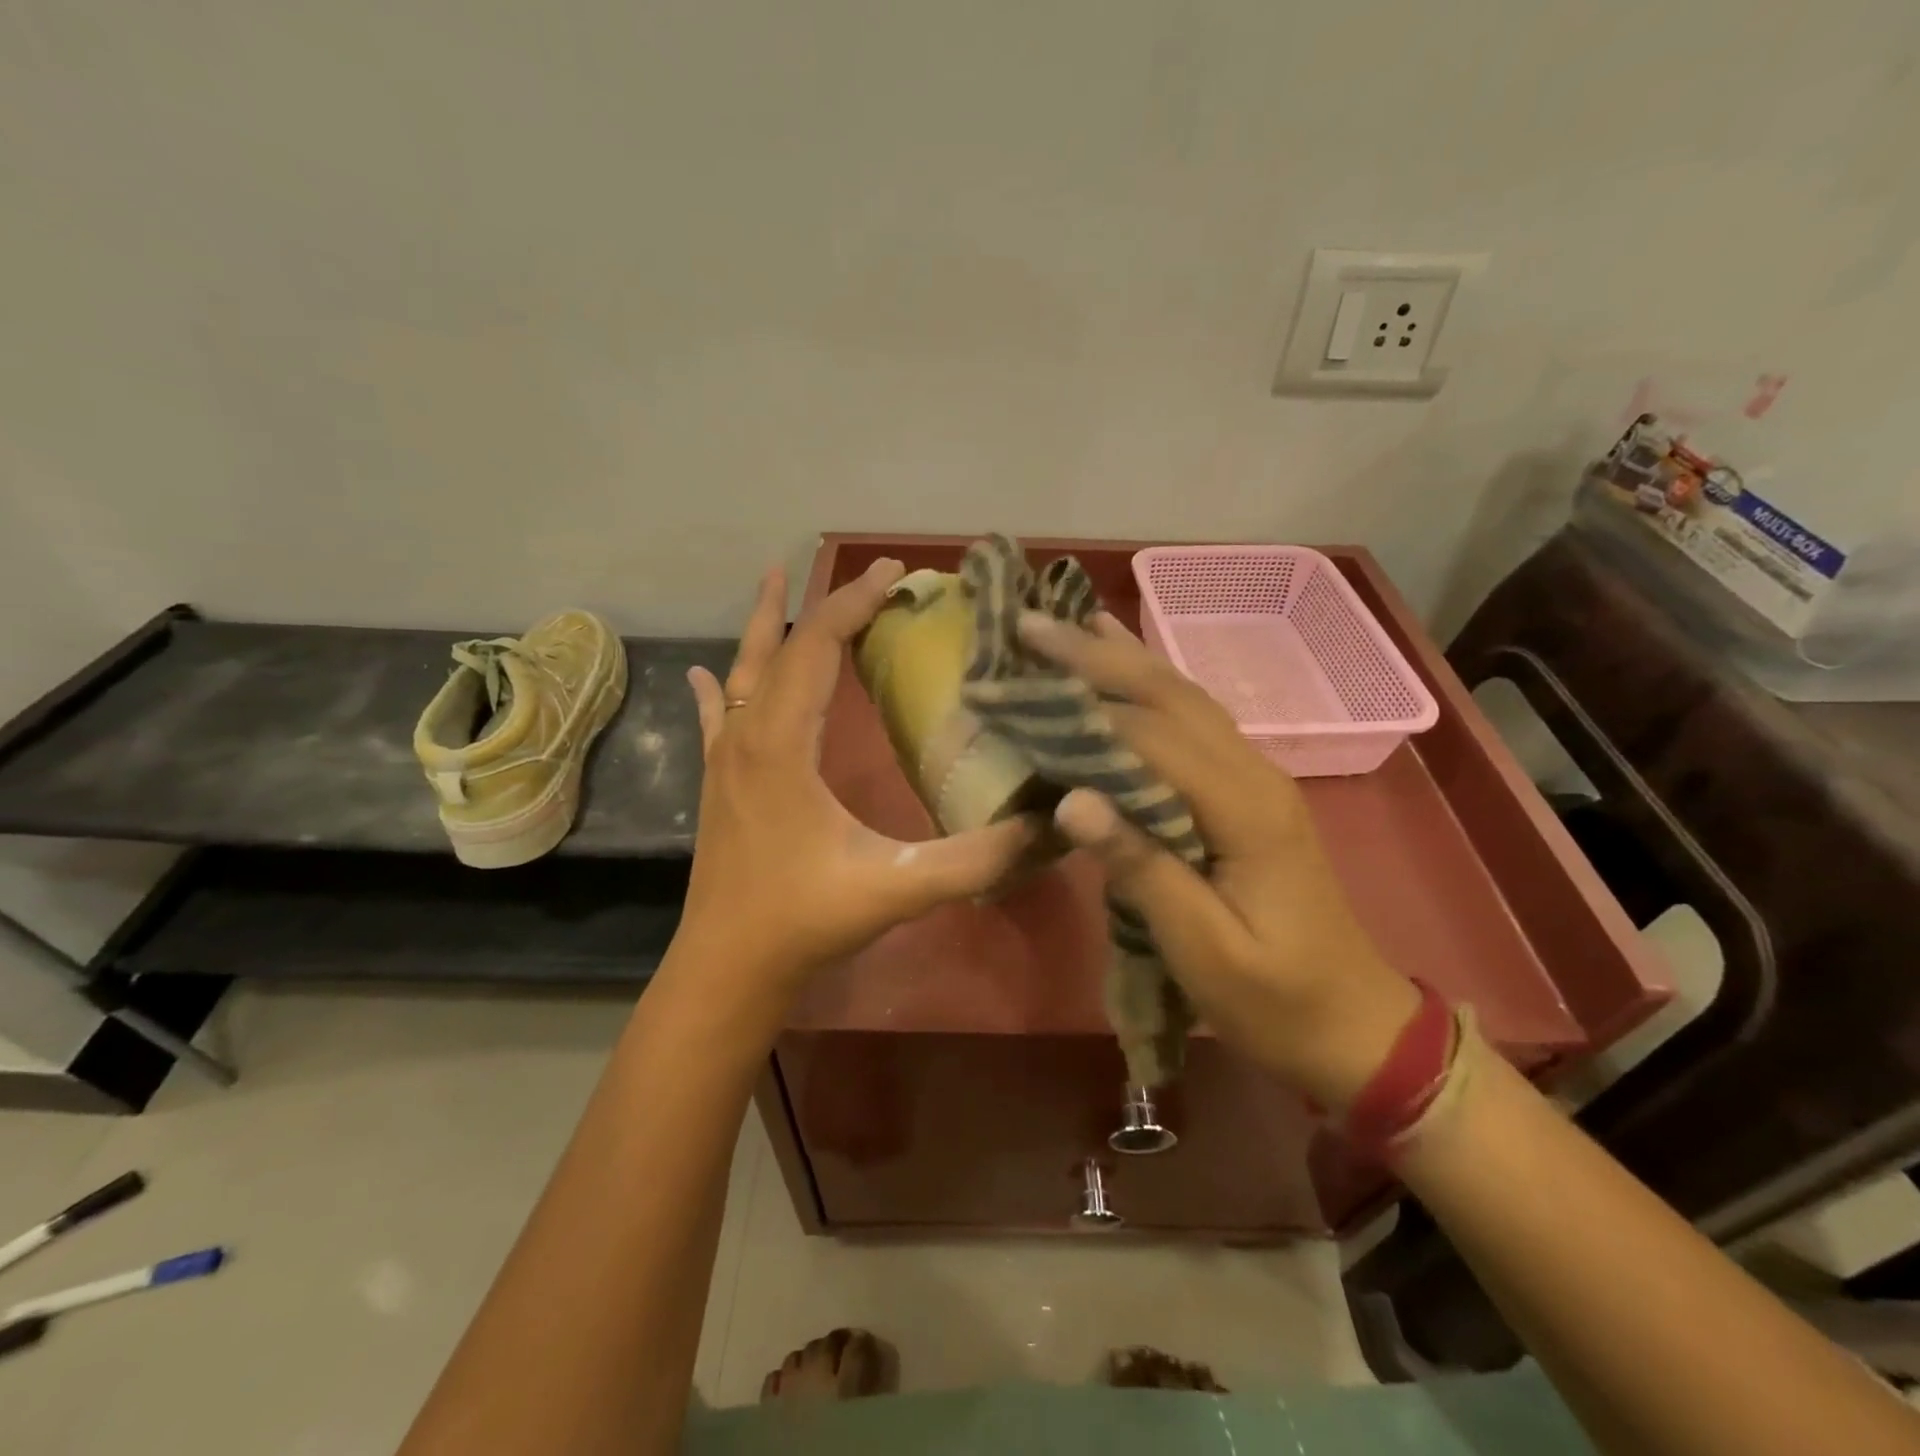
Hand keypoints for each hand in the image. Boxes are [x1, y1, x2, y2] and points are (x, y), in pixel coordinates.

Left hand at [679, 559, 1035, 994]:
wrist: (727, 970)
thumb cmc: (804, 921)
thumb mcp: (898, 888)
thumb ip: (975, 858)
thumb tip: (1049, 826)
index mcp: (783, 743)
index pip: (816, 646)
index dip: (856, 604)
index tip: (896, 574)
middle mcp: (748, 736)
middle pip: (782, 647)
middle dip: (827, 605)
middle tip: (871, 576)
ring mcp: (724, 759)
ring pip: (744, 672)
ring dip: (765, 625)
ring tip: (776, 580)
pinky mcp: (717, 783)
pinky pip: (717, 717)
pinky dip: (720, 686)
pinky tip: (705, 673)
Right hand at [1019, 611, 1421, 1110]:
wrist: (1354, 1024)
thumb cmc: (1275, 999)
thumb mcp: (1204, 950)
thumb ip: (1142, 868)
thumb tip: (1071, 801)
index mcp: (1245, 808)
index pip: (1151, 737)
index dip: (1080, 708)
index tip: (1013, 685)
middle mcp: (1253, 773)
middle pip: (1170, 696)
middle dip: (1097, 656)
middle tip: (1031, 624)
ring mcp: (1255, 776)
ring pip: (1185, 698)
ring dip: (1125, 658)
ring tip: (1072, 621)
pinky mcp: (1247, 791)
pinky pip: (1193, 722)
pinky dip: (1151, 687)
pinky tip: (1129, 668)